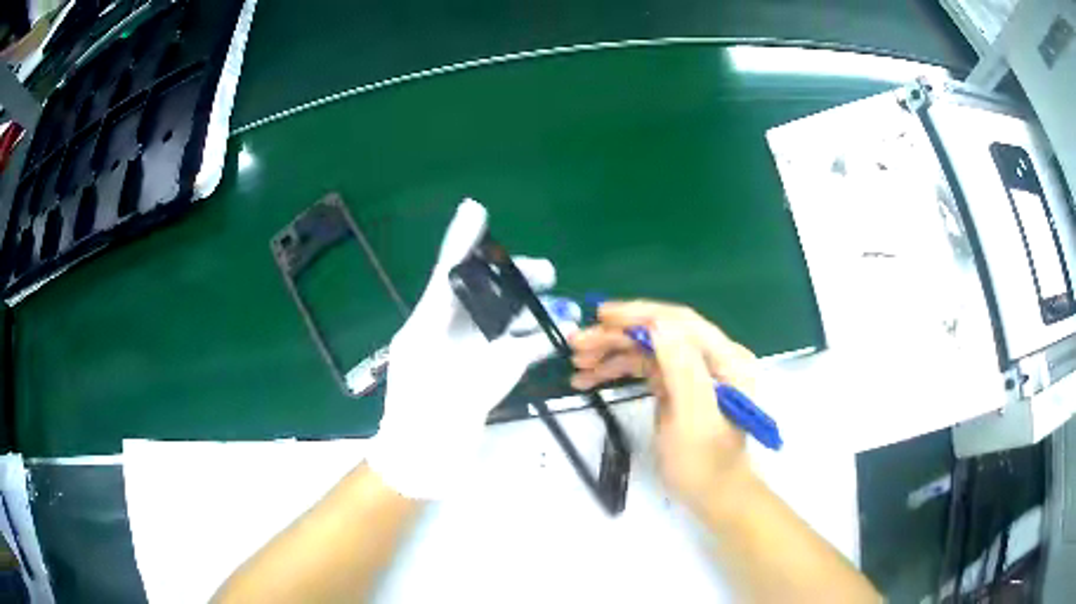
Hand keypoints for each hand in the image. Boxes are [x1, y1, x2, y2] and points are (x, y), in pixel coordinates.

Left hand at [367, 200, 575, 499]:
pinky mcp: (483, 375)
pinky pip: (513, 350)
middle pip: (479, 293)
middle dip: (509, 276)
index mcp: (426, 326)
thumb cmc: (422, 421)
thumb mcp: (446, 377)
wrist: (420, 462)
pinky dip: (535, 340)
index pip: (447, 275)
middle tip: (544, 270)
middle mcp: (446, 333)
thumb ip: (479, 347)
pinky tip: (559, 331)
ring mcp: (466, 355)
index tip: (475, 211)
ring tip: (556, 294)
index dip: (461, 242)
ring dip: (526, 305)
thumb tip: (510, 317)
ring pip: (499, 318)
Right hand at [569, 301, 757, 511]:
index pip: (680, 322)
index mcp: (725, 360)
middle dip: (618, 336)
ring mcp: (693, 372)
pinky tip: (591, 377)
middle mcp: (710, 358)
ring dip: (612, 353)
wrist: (714, 496)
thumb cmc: (706, 464)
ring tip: (577, 364)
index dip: (640, 314)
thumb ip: (683, 369)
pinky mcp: (677, 387)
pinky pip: (645, 368)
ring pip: (648, 349)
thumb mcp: (695, 419)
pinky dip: (618, 369)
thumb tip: (658, 325)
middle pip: (660, 333)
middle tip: (577, 344)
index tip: (601, 316)